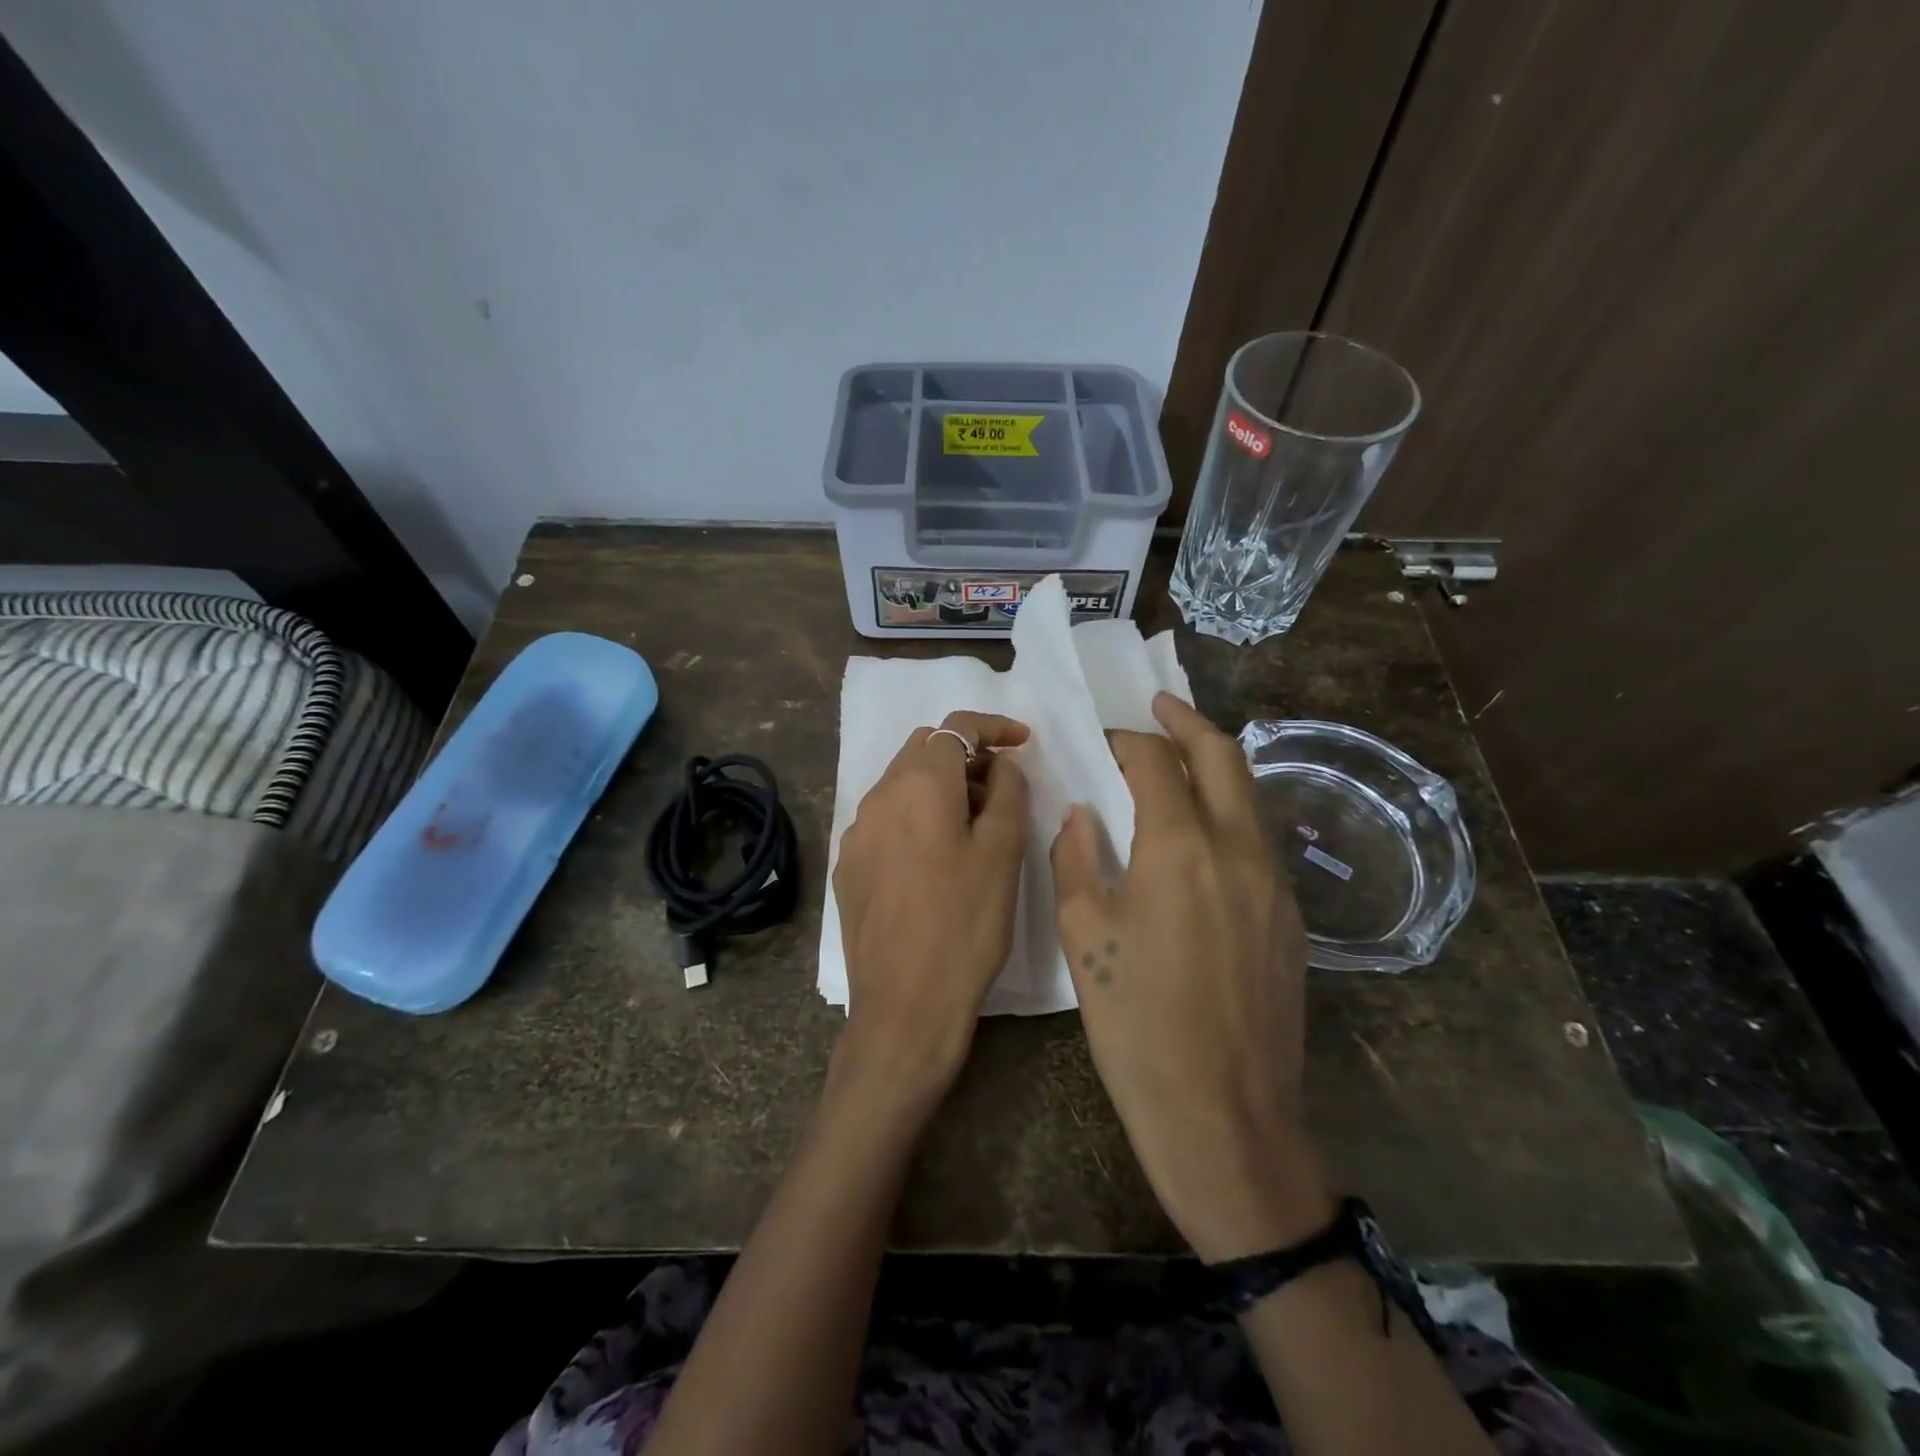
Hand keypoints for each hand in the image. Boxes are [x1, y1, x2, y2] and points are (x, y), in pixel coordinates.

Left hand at [832, 711, 1029, 1108]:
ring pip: (901, 783)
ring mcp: (857, 832)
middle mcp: (878, 797)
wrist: (904, 1006)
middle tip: (1002, 788)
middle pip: (923, 748)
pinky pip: (885, 818)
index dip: (993, 727)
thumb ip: (1008, 793)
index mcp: (919, 785)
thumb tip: (1002, 764)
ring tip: (974, 824)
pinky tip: (936, 857)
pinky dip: (915, 815)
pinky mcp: (848, 865)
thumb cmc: (965, 925)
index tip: (1023, 742)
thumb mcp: (1003, 853)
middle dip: (965, 755)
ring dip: (940, 786)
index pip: (956, 727)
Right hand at [1051, 692, 1330, 1261]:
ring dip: (1215, 765)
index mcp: (1181, 847)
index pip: (1154, 762)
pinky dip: (1229, 812)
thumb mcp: (1084, 936)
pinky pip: (1258, 839)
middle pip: (1223, 756)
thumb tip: (1082, 814)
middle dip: (1188, 722)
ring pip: (1250, 795)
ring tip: (1179, 760)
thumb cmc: (1136, 1024)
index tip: (1101, 742)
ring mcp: (1275, 883)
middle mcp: (1239, 850)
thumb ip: (1077, 859)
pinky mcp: (1290, 918)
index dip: (1125, 741)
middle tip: (1159, 706)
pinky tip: (1199, 836)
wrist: (1223, 1116)